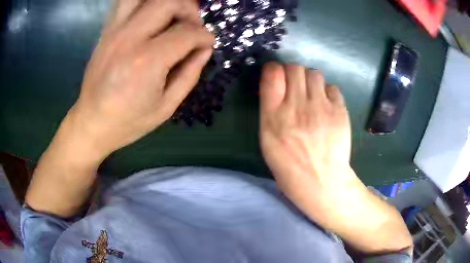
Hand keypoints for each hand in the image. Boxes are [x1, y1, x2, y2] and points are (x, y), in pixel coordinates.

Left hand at [25, 0, 213, 217]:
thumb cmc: (128, 122)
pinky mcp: (106, 32)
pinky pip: (125, 3)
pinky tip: (150, 15)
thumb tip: (204, 49)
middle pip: (168, 3)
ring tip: (172, 14)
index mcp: (147, 62)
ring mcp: (114, 32)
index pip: (187, 33)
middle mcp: (129, 38)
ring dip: (166, 1)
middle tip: (192, 26)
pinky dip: (142, 3)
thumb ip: (190, 74)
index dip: (205, 36)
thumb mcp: (166, 107)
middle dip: (189, 10)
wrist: (91, 123)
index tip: (207, 44)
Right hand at [259, 63, 351, 192]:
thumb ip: (270, 111)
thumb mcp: (267, 141)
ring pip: (314, 73)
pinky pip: (332, 87)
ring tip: (313, 95)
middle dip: (293, 73)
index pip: (272, 74)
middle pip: (294, 68)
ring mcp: (321, 107)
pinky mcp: (339, 110)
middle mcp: (297, 105)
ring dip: (311, 81)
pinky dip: (327, 93)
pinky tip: (327, 106)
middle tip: (296, 86)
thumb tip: (277, 89)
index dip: (274, 69)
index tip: (276, 75)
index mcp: (274, 115)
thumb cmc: (289, 166)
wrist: (321, 181)